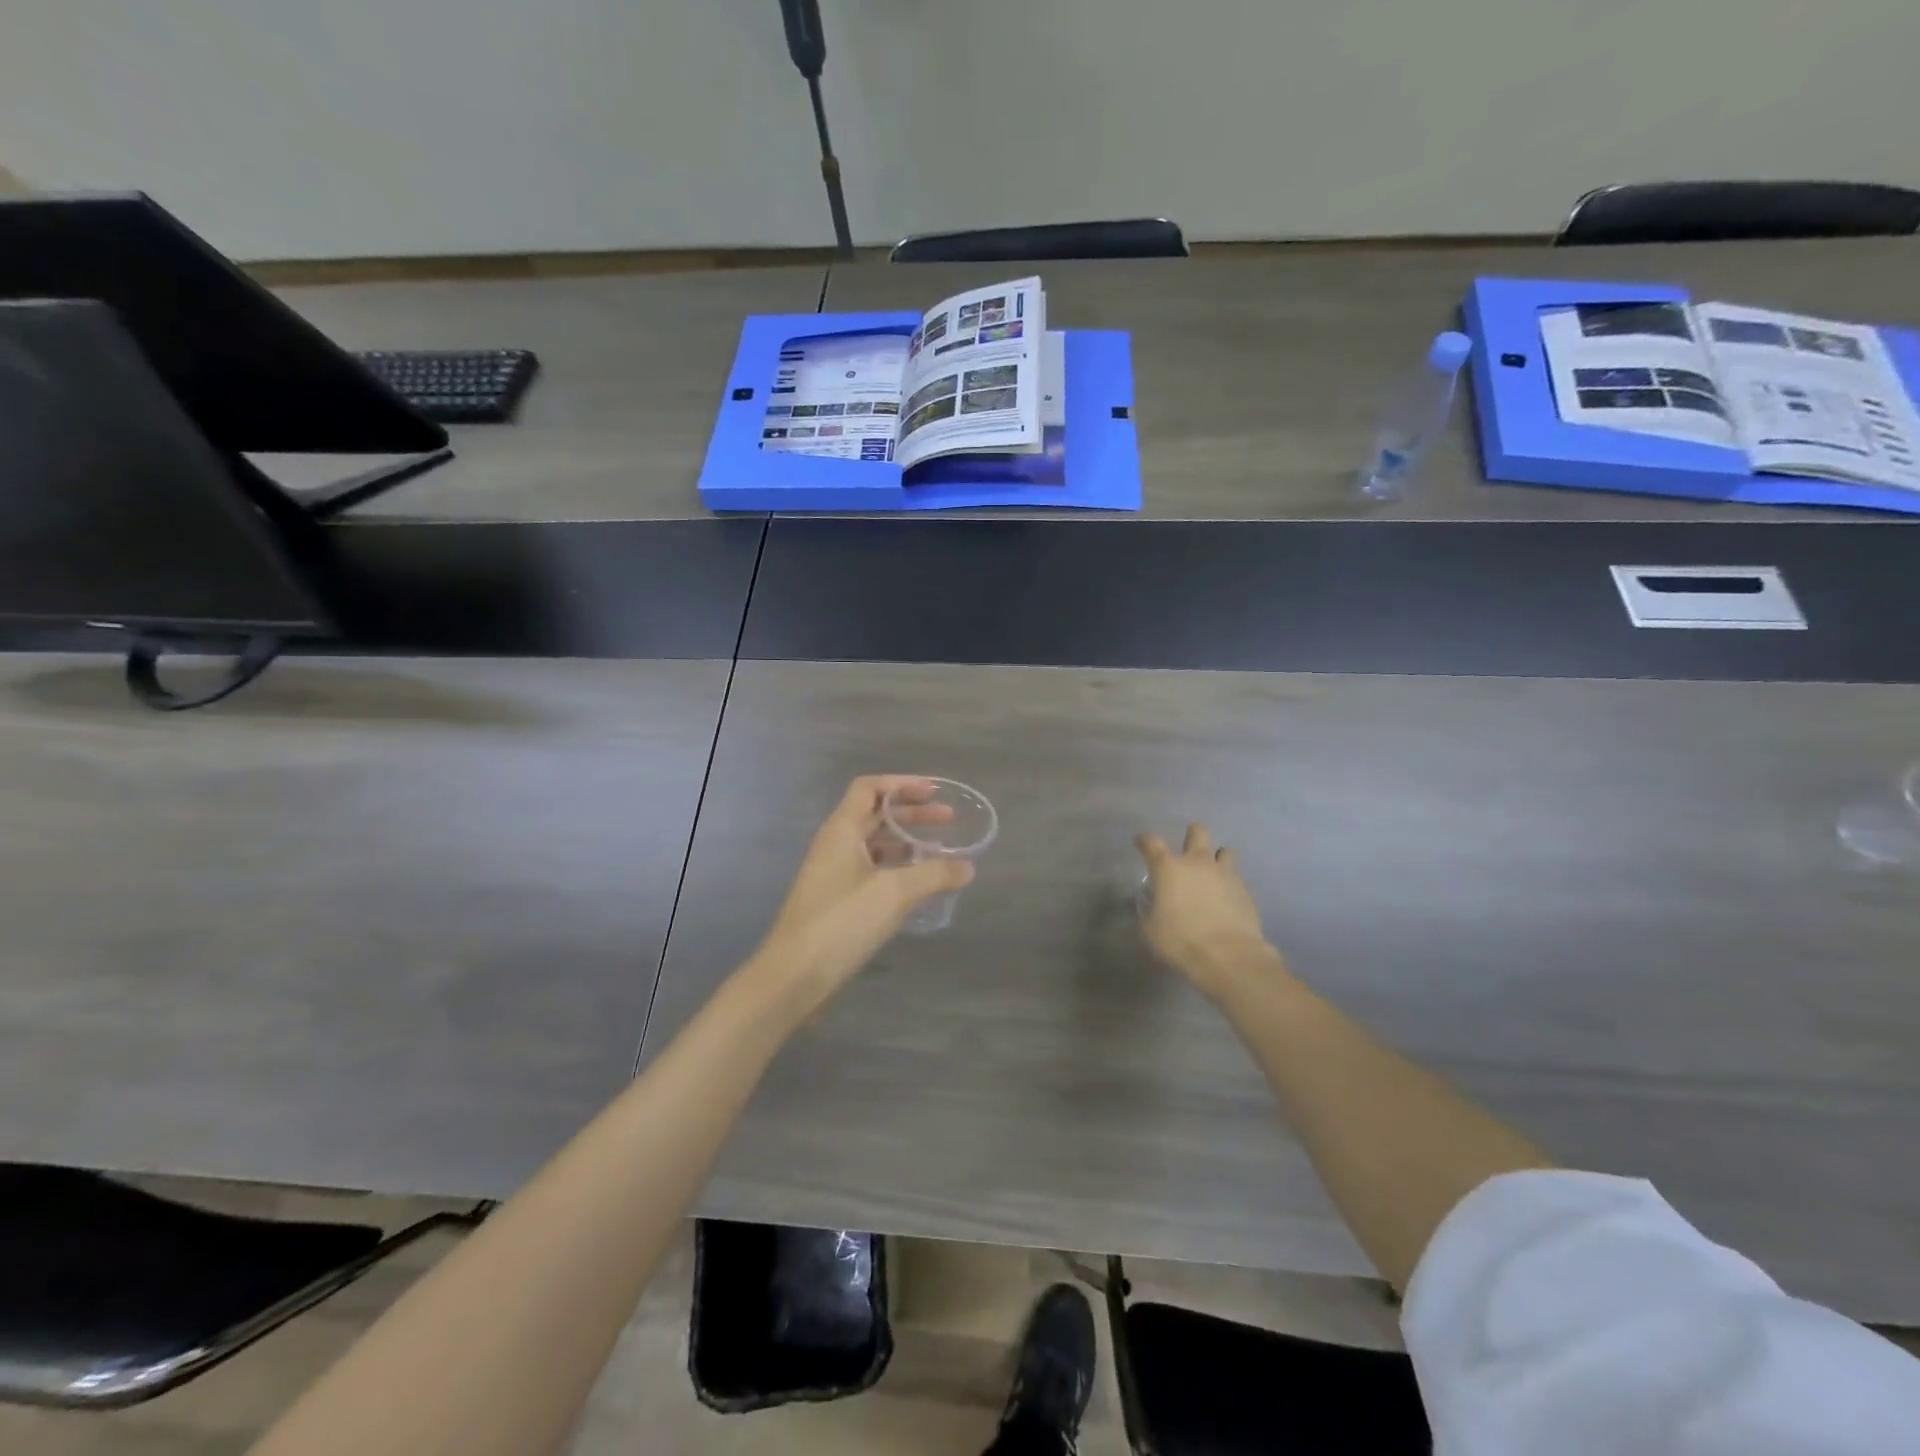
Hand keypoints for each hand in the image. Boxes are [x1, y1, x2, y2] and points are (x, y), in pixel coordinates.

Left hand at [749, 776, 973, 1008]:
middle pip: (875, 814)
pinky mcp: (837, 900)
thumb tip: (967, 867)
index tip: (934, 792)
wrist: (794, 976)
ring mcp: (833, 873)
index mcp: (841, 830)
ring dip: (906, 842)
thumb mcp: (895, 893)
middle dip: (912, 813)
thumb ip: (934, 874)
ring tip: (940, 851)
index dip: (902, 784)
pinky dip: (897, 868)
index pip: (869, 787)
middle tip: (949, 819)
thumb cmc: (842, 922)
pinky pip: (872, 870)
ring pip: (874, 844)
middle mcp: (835, 845)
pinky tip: (920, 884)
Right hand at [1135, 823, 1279, 995]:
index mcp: (1169, 868)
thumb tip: (1155, 905)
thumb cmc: (1181, 940)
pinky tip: (1226, 899)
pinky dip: (1229, 883)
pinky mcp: (1244, 890)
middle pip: (1197, 832)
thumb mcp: (1151, 929)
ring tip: (1213, 873)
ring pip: (1225, 851)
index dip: (1144, 840)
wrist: (1228, 956)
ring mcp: (1225, 874)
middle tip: (1187, 850)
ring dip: (1217, 857)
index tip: (1141, 842)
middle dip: (1192, 835)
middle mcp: (1197, 863)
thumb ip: (1151, 910)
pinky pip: (1236, 877)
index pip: (1152, 842)